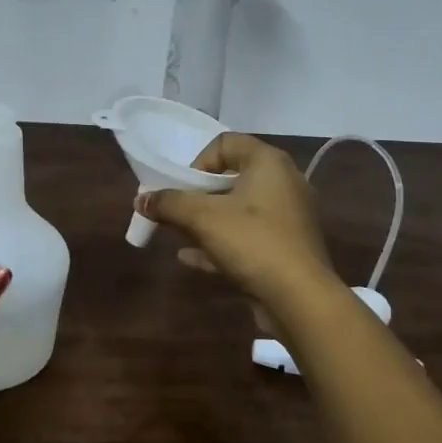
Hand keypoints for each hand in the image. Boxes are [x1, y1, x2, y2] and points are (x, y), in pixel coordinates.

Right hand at [136, 133, 334, 328]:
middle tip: (175, 212)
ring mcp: (287, 218)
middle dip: (197, 195)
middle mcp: (283, 183)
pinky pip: (247, 238)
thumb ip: (169, 204)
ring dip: (206, 221)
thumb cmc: (253, 242)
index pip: (226, 143)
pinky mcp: (286, 249)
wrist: (300, 299)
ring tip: (179, 234)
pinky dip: (220, 243)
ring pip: (238, 211)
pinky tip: (192, 258)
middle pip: (231, 178)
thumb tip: (141, 199)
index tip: (183, 188)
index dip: (198, 162)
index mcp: (269, 163)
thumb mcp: (202, 218)